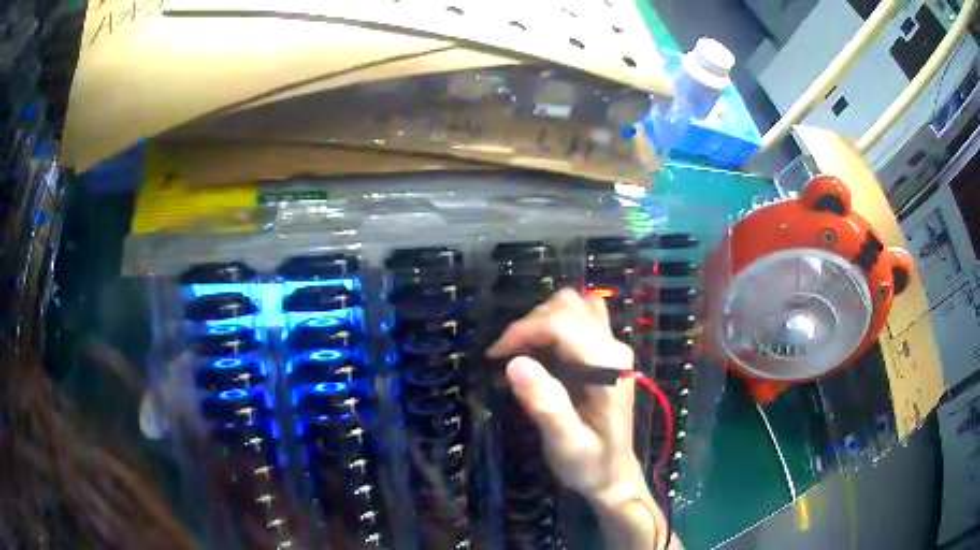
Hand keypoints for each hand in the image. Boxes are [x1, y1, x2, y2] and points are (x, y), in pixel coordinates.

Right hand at [486, 288, 641, 503]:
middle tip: (505, 359)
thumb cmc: (589, 464)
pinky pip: (577, 317)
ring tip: (519, 355)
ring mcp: (612, 345)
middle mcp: (614, 347)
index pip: (561, 322)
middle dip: (529, 325)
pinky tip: (539, 351)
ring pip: (571, 305)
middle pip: (566, 305)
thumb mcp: (565, 445)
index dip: (523, 330)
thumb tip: (515, 363)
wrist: (613, 474)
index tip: (495, 356)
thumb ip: (547, 406)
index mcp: (608, 367)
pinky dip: (552, 324)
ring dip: (538, 322)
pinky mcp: (605, 350)